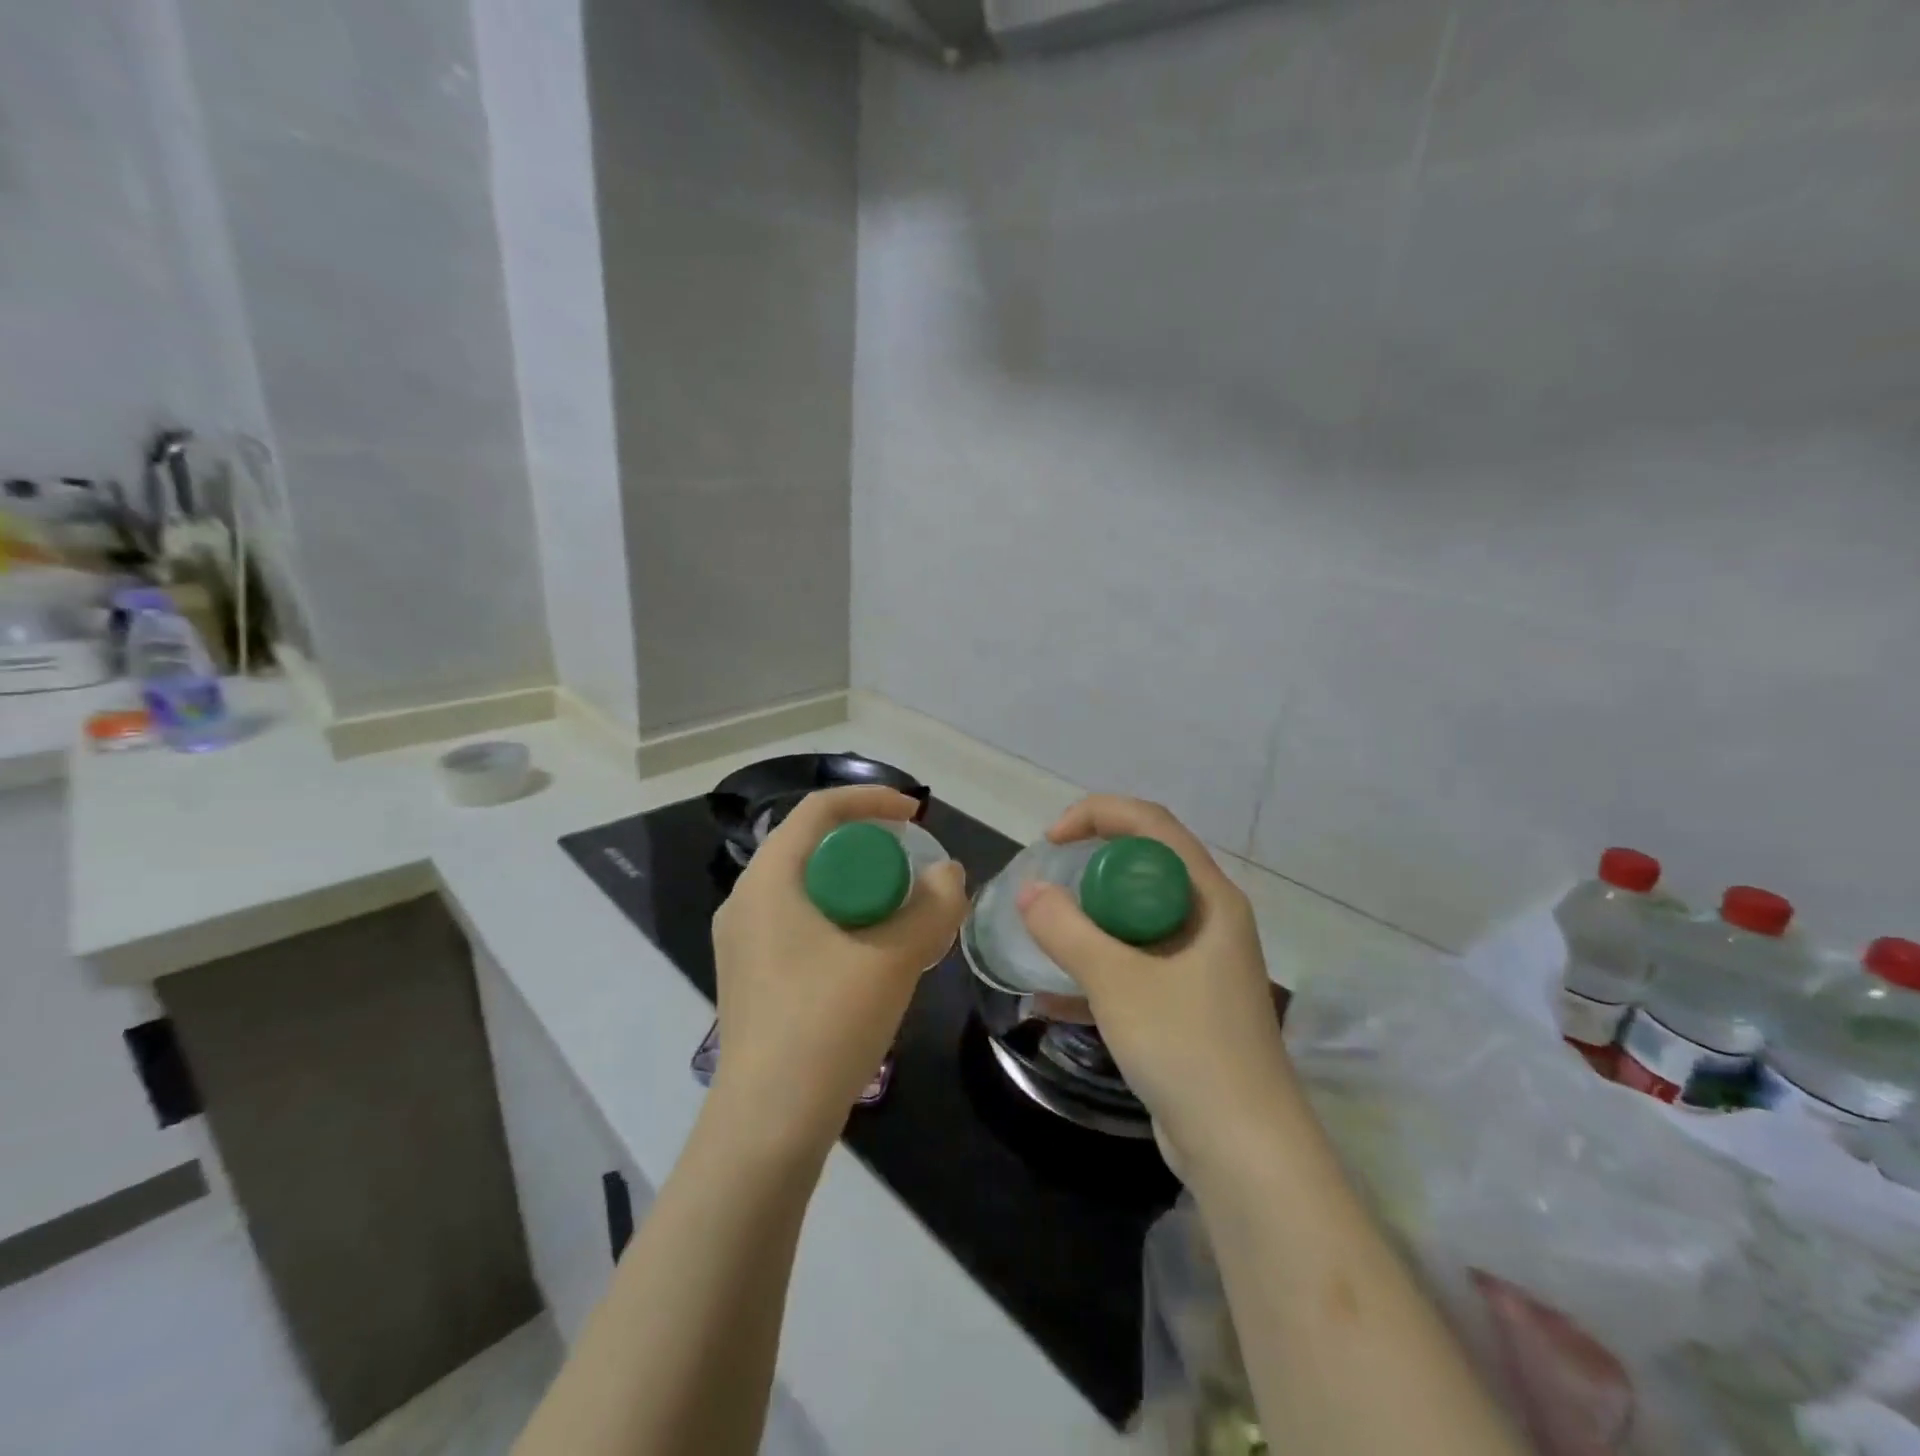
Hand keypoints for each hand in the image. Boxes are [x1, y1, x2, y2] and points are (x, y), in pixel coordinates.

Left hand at [709, 786, 966, 1158]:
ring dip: (857, 887)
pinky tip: (872, 954)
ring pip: (808, 888)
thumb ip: (931, 906)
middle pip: (813, 846)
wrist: (767, 1124)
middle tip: (912, 868)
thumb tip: (948, 874)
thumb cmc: (826, 1025)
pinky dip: (840, 919)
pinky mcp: (750, 975)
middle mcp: (746, 900)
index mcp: (769, 879)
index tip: (915, 815)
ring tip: (901, 912)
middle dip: (868, 847)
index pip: (818, 809)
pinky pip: (800, 922)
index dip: (871, 799)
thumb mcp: (894, 959)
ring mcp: (743, 941)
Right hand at [1017, 796, 1294, 1176]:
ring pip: (1137, 918)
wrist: (1244, 1150)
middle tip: (1047, 889)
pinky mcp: (1187, 1002)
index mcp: (1209, 898)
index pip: (1152, 825)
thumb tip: (1029, 891)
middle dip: (1091, 868)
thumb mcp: (1117, 982)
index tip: (1051, 840)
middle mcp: (1210, 920)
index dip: (1099, 815)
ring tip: (1046, 934)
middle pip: (1145, 866)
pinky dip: (1098, 969)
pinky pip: (1136, 964)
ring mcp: (1200, 963)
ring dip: (1090, 921)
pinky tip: (1051, 1000)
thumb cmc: (1187, 1048)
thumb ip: (1067, 931)